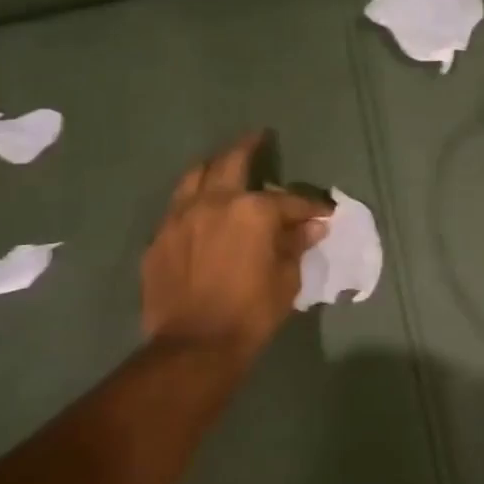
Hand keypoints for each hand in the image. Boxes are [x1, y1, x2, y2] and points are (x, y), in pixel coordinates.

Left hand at [140, 133, 329, 372]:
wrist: (195, 345)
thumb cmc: (252, 311)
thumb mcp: (287, 278)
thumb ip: (296, 245)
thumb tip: (311, 228)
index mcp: (252, 210)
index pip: (289, 200)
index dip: (311, 206)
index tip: (324, 213)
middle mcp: (213, 203)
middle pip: (231, 162)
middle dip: (249, 147)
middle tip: (258, 138)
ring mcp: (180, 218)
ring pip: (194, 176)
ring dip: (213, 167)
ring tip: (223, 165)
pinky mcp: (159, 239)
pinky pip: (177, 208)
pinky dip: (193, 201)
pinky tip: (201, 210)